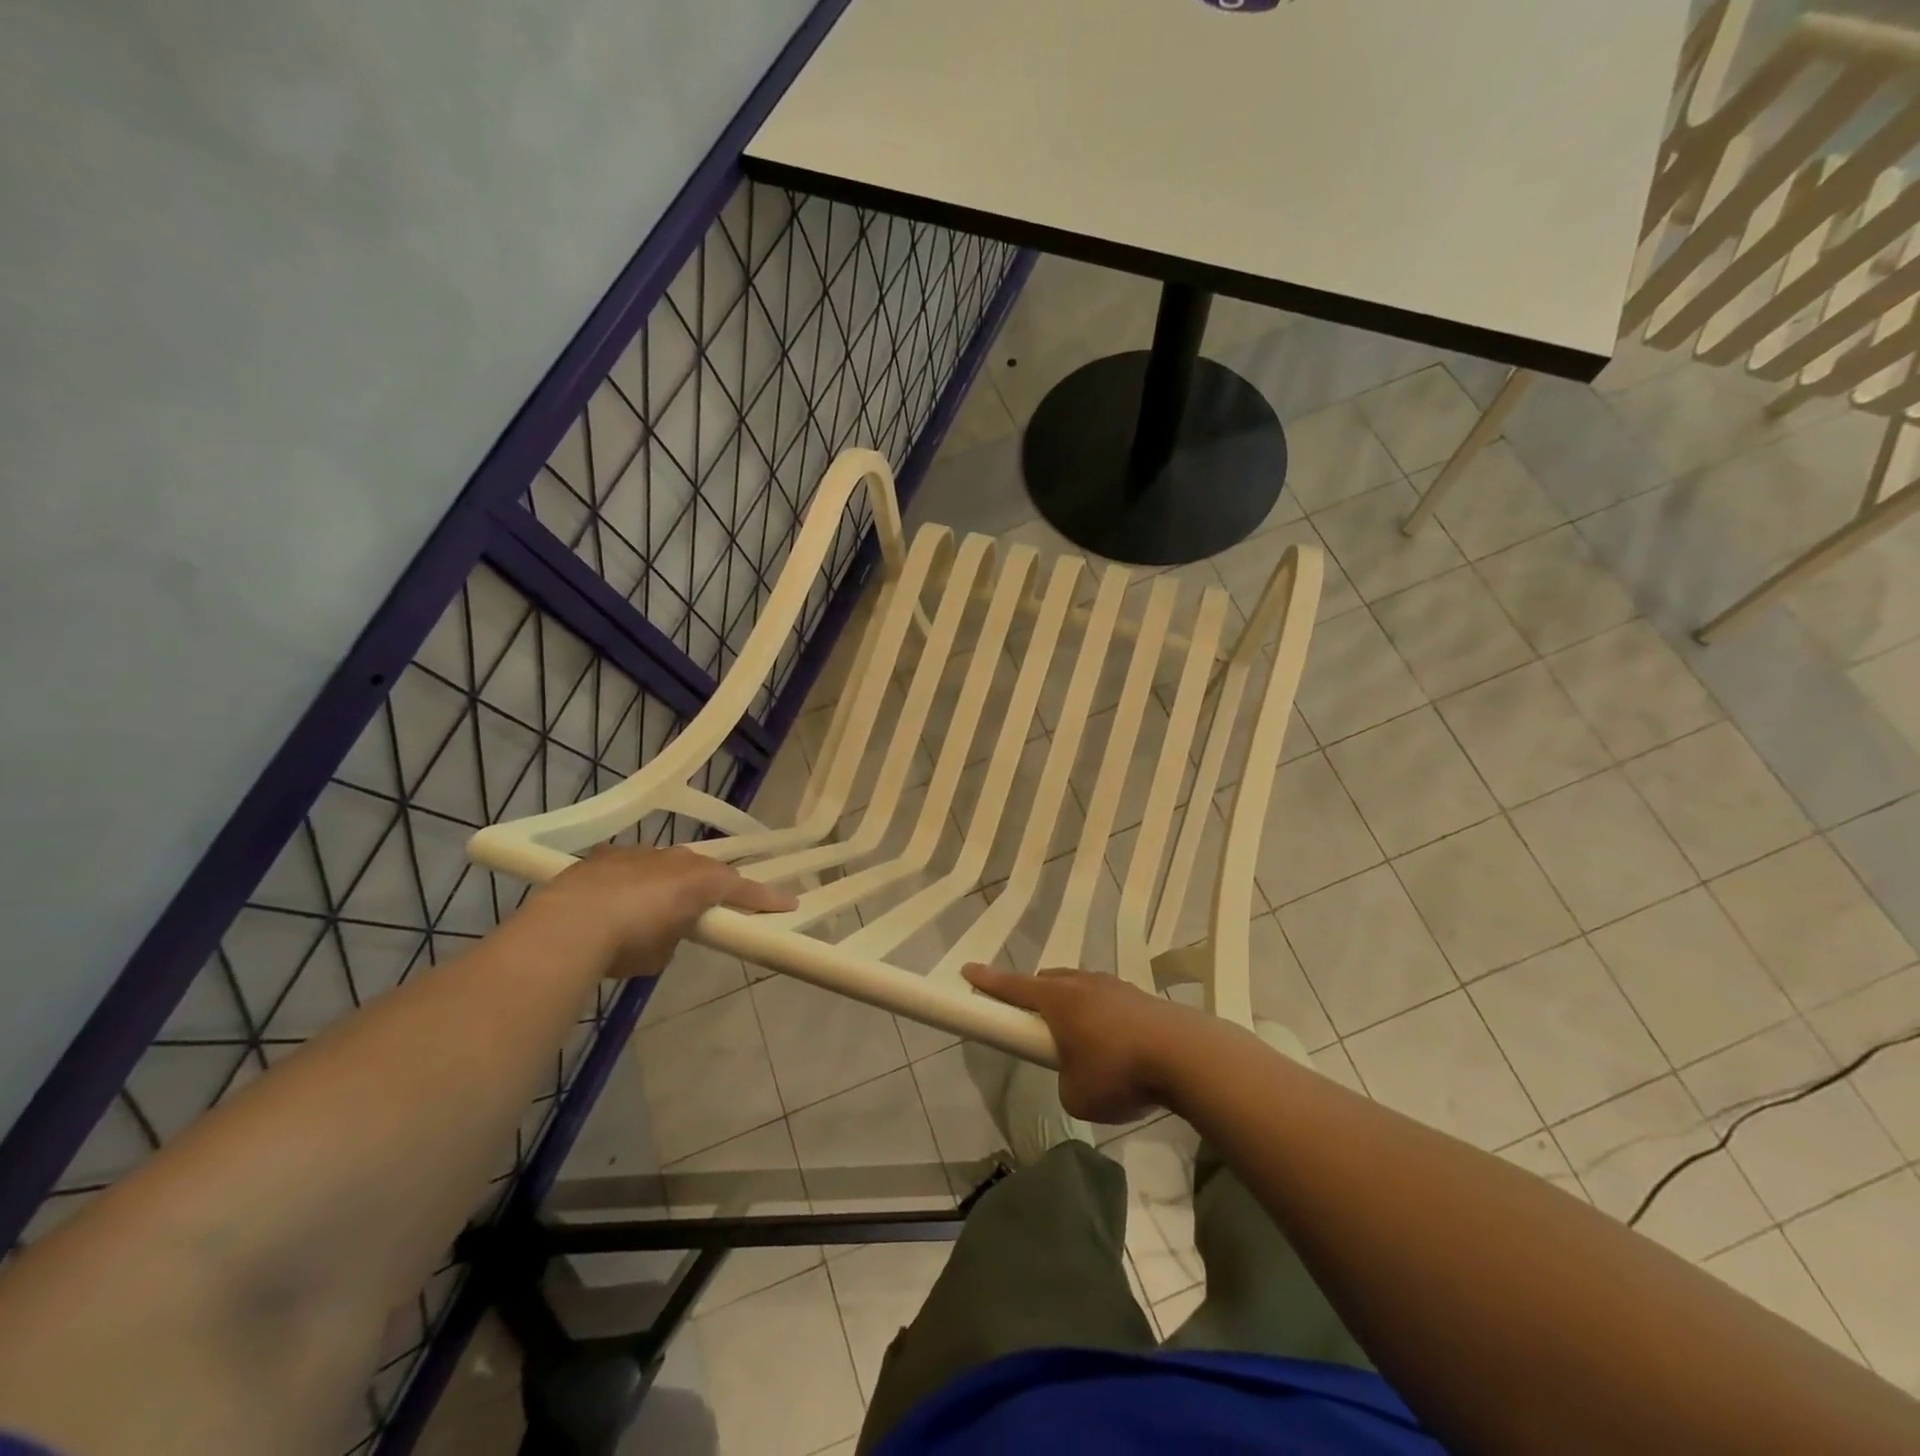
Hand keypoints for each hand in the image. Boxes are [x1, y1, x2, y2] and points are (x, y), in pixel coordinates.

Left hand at [537, 845, 796, 978]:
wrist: (568, 925)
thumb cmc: (629, 942)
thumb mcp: (662, 953)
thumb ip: (674, 936)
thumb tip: (664, 931)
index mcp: (701, 881)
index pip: (743, 888)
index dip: (766, 898)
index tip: (789, 903)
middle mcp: (675, 859)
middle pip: (704, 870)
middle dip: (710, 886)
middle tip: (713, 905)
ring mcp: (639, 853)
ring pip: (665, 865)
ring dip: (667, 882)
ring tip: (656, 906)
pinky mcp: (604, 856)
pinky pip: (630, 867)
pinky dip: (632, 882)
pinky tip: (616, 901)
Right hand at [962, 963, 1213, 1123]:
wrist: (1186, 1056)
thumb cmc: (1119, 1072)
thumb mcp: (1077, 1096)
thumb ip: (1066, 1082)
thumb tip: (1077, 1074)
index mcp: (1058, 1000)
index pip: (1013, 987)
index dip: (988, 982)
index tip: (968, 970)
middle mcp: (1083, 984)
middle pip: (1049, 981)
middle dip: (1035, 994)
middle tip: (1033, 1018)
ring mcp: (1116, 987)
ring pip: (1082, 986)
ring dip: (1073, 1003)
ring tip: (1079, 1036)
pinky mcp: (1142, 998)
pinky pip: (1109, 999)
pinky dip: (1103, 1015)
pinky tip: (1116, 1042)